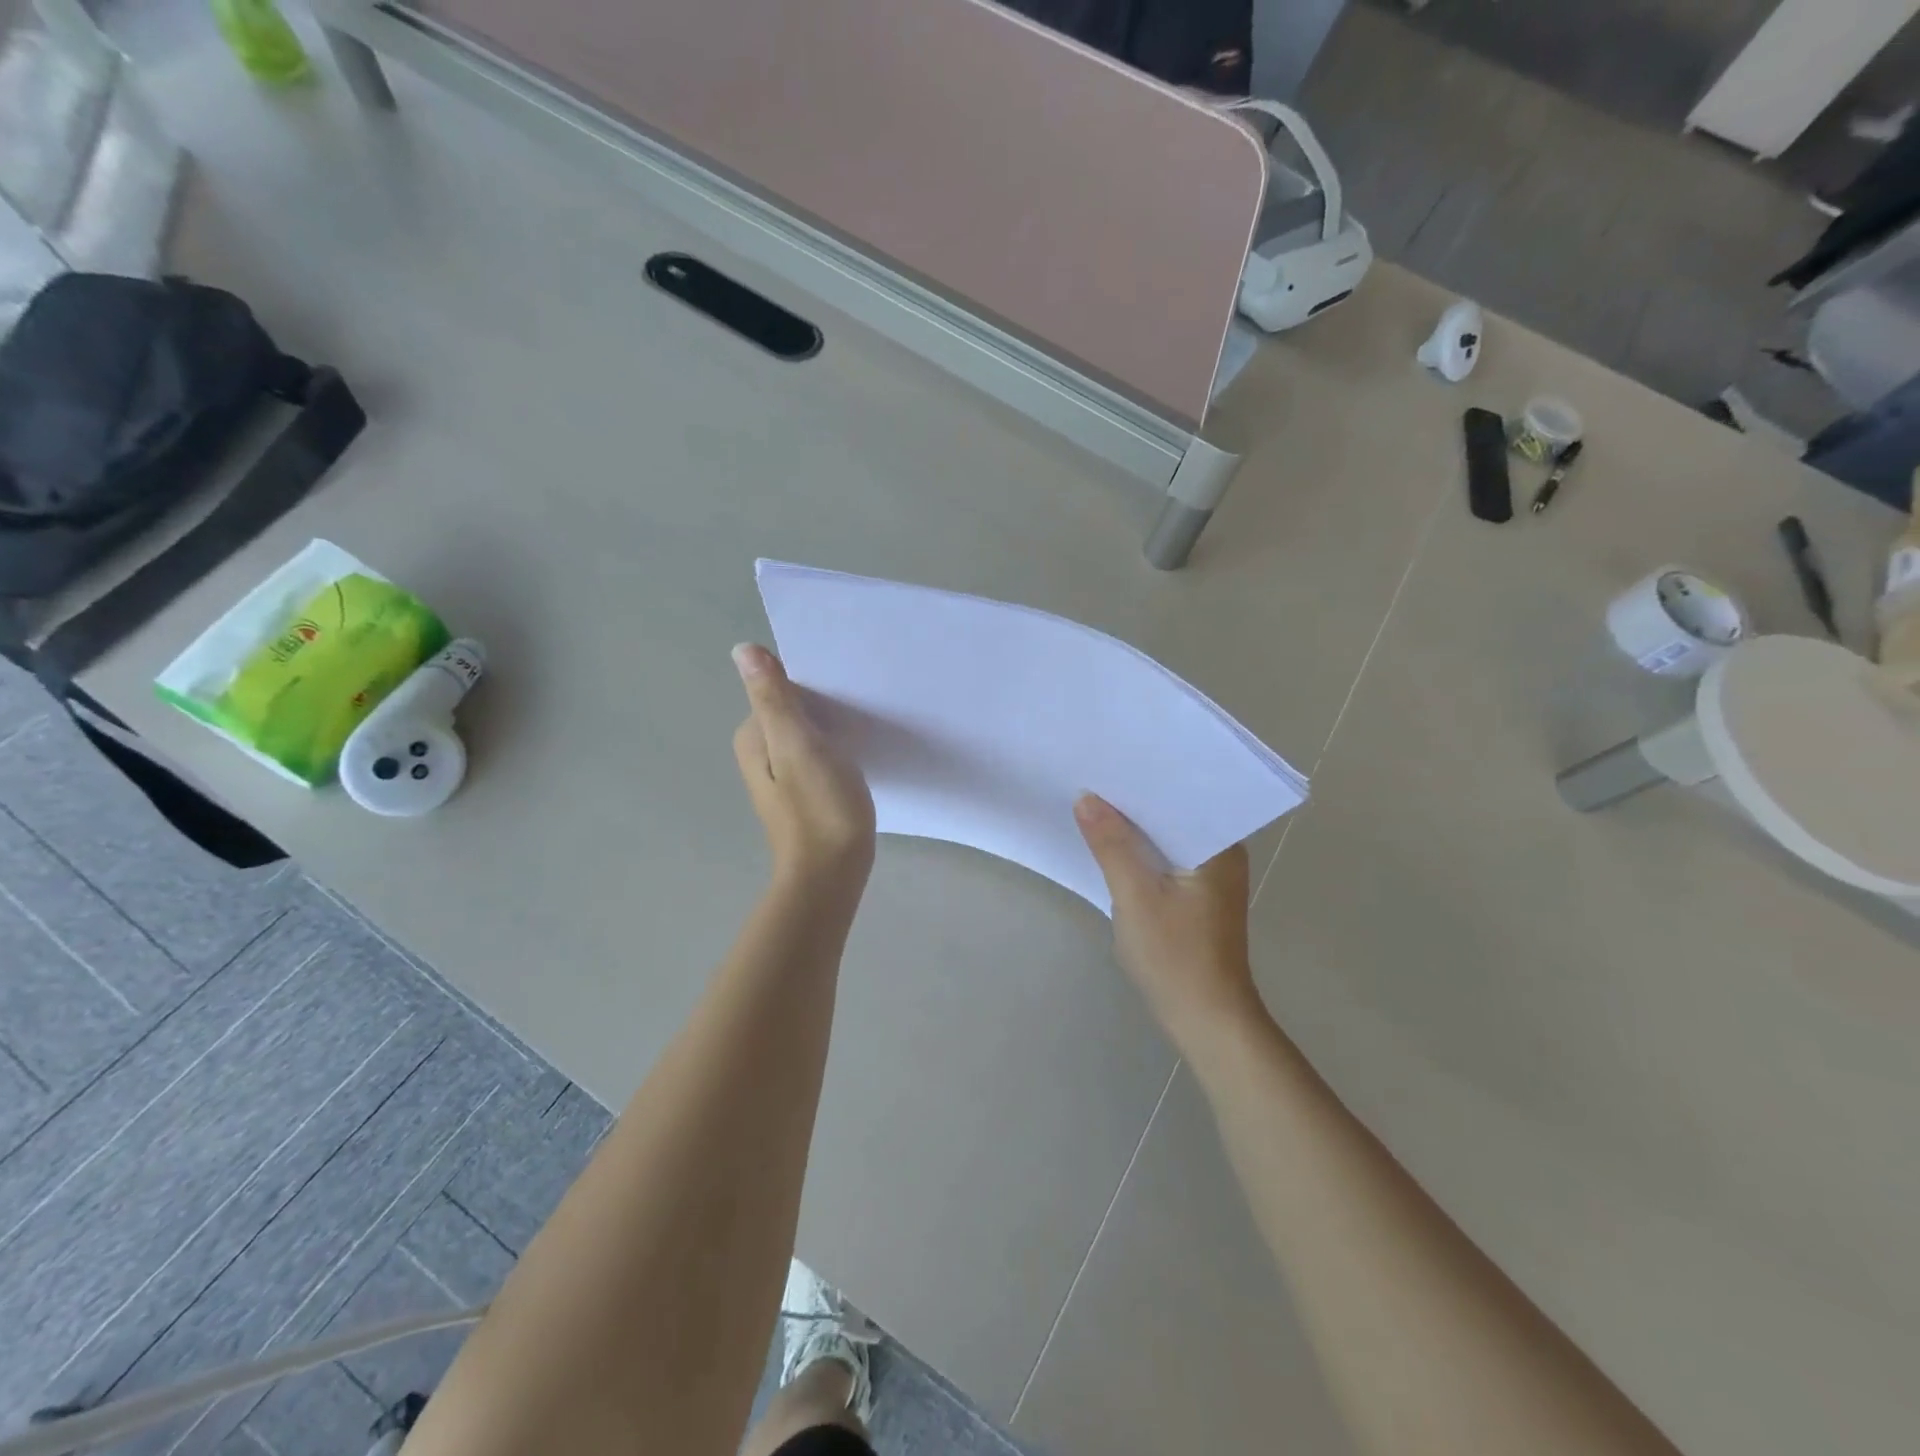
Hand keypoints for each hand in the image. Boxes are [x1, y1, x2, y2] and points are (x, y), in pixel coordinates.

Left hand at [733, 644, 875, 895]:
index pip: (782, 691)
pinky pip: (819, 758)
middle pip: (795, 713)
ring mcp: (782, 778)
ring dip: (833, 730)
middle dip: (825, 708)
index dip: (815, 689)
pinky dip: (836, 752)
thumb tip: (742, 650)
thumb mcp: (798, 745)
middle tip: (862, 709)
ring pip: (809, 736)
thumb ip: (774, 698)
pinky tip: (858, 758)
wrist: (832, 874)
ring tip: (865, 730)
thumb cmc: (819, 808)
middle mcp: (760, 755)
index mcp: (753, 738)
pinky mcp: (805, 795)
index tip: (847, 692)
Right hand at [1075, 793, 1261, 1054]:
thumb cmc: (1176, 955)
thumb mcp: (1136, 895)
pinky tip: (1109, 844)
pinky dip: (1140, 852)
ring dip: (1134, 827)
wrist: (1205, 1019)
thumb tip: (1086, 798)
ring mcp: (1208, 876)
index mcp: (1219, 846)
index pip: (1181, 795)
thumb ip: (1111, 844)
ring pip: (1165, 838)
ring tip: (1093, 801)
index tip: (1110, 759)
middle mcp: (1221, 853)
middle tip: (1093, 774)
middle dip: (1134, 800)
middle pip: (1171, 815)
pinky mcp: (1195, 896)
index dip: (1145, 778)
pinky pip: (1164, 859)